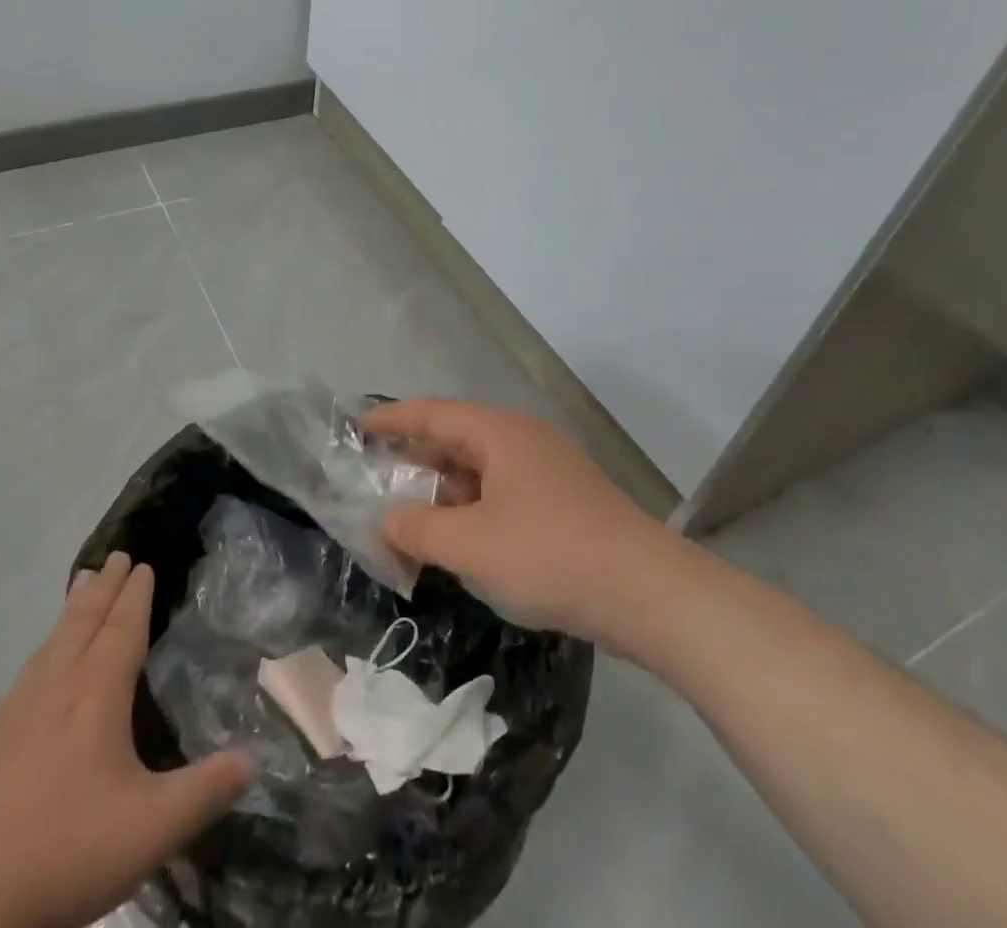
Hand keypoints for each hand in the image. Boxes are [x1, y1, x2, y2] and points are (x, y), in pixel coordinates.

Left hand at [0, 554, 253, 927]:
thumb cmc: (65, 852)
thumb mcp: (152, 829)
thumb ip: (205, 792)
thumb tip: (252, 760)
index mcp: (96, 694)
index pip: (121, 629)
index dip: (135, 595)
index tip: (143, 564)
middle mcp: (57, 687)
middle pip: (83, 622)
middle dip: (104, 588)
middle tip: (116, 556)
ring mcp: (17, 712)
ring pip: (53, 642)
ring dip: (74, 609)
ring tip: (82, 586)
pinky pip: (29, 670)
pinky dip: (47, 646)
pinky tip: (41, 664)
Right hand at [368, 400, 672, 649]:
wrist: (649, 593)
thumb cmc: (550, 554)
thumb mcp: (471, 545)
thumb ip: (417, 530)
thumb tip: (387, 521)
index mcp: (498, 433)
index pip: (431, 414)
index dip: (391, 419)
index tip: (357, 427)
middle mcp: (521, 440)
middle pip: (454, 441)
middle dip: (414, 464)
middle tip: (376, 484)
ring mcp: (546, 471)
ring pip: (479, 472)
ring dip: (443, 494)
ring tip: (411, 522)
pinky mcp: (562, 502)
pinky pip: (501, 495)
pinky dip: (472, 512)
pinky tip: (460, 543)